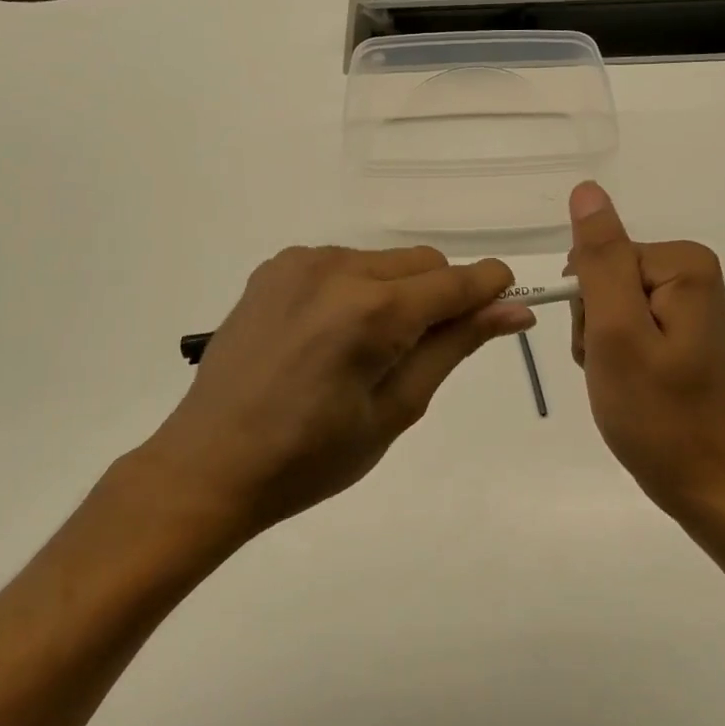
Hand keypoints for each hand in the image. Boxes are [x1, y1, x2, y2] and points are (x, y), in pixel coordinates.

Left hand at [142, 246, 532, 540]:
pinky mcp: (275, 266)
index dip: (490, 291)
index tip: (503, 312)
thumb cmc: (311, 457)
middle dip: (439, 297)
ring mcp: (301, 262)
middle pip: (423, 263)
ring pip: (384, 261)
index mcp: (372, 311)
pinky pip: (342, 264)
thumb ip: (455, 347)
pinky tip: (328, 335)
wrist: (210, 463)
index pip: (458, 279)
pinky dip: (356, 290)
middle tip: (416, 355)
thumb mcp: (396, 410)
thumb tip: (514, 310)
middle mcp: (338, 267)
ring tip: (364, 351)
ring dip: (396, 293)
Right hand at [567, 182, 724, 519]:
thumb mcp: (616, 331)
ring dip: (600, 342)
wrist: (702, 482)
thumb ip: (600, 259)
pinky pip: (626, 324)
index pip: (601, 258)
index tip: (605, 348)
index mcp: (684, 265)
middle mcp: (692, 274)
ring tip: (621, 380)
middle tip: (614, 368)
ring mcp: (688, 304)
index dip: (589, 306)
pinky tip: (629, 382)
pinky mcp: (680, 330)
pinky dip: (615, 354)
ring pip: (609, 303)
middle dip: (595, 324)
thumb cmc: (656, 412)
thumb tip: (587, 191)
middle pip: (606, 277)